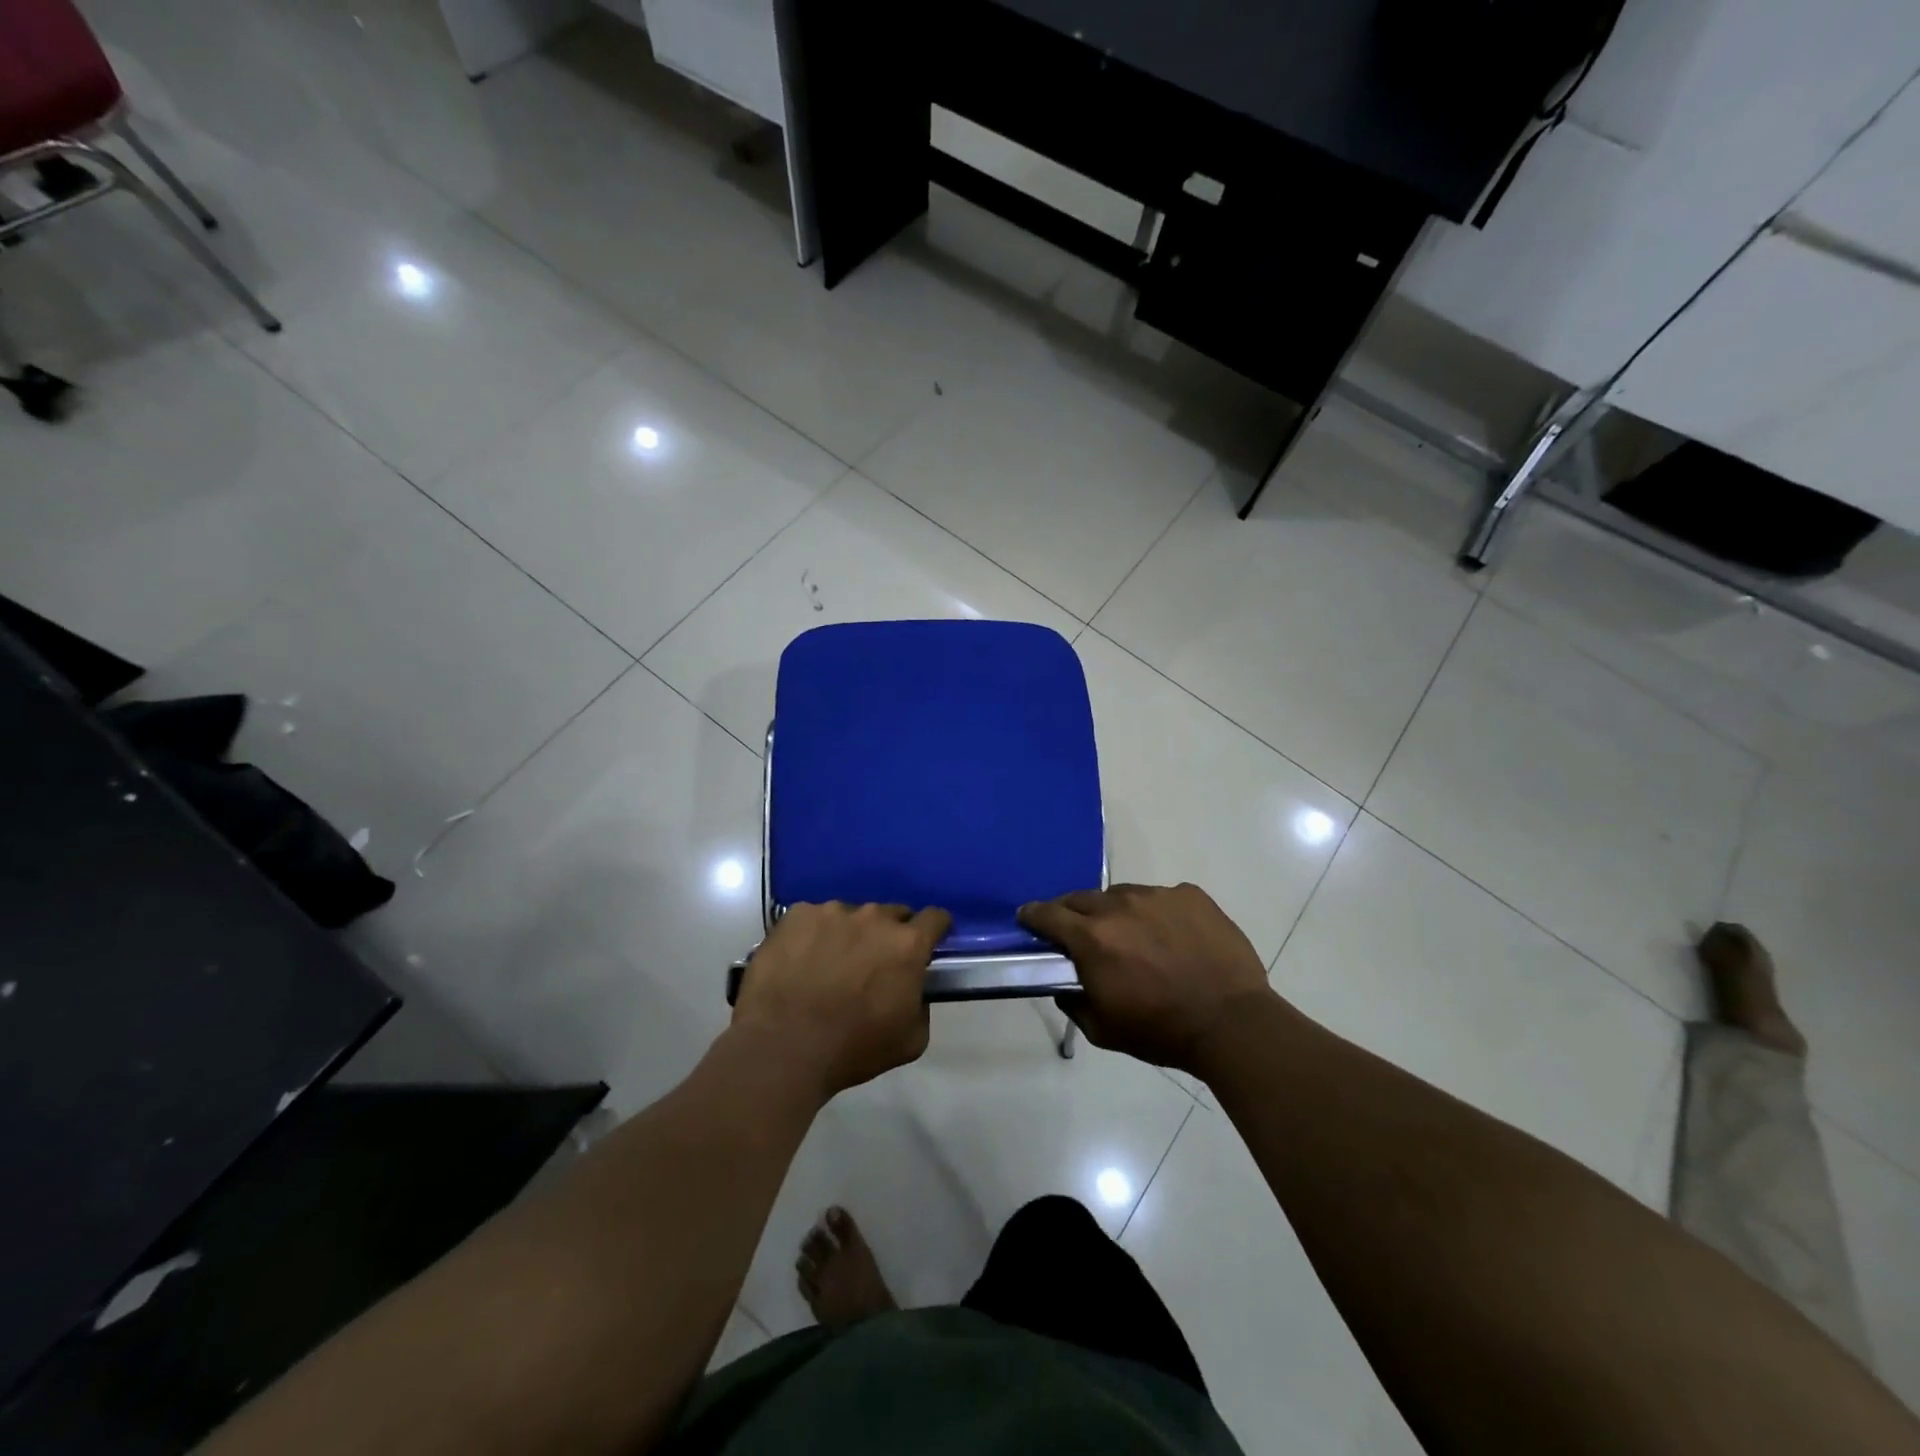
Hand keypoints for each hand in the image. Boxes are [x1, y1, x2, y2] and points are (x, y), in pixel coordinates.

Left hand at [732, 902, 950, 1099]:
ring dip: (848, 934)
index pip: (935, 918)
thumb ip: (921, 1005)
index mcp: (907, 944)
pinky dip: (812, 935)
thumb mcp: (911, 1041)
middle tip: (872, 965)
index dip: (934, 930)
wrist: (782, 1047)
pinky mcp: (796, 915)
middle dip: (889, 935)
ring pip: (850, 916)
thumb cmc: (852, 1048)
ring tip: (828, 965)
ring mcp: (832, 912)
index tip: (927, 944)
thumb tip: (912, 990)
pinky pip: (812, 919)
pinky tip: (799, 962)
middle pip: (892, 914)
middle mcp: (873, 917)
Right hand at [1019, 883, 1276, 1075]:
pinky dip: (1157, 913)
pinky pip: (1162, 897)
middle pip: (1082, 899)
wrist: (1231, 1022)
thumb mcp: (1103, 1030)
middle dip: (1073, 913)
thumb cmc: (1161, 1031)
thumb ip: (1074, 1003)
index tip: (1028, 918)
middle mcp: (1120, 906)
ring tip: (1133, 936)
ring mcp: (1158, 895)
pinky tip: (1172, 937)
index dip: (1033, 915)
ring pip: (1123, 896)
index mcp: (1092, 938)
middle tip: (1080, 933)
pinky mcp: (1191, 895)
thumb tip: (1064, 987)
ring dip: (1117, 912)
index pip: (1048, 914)